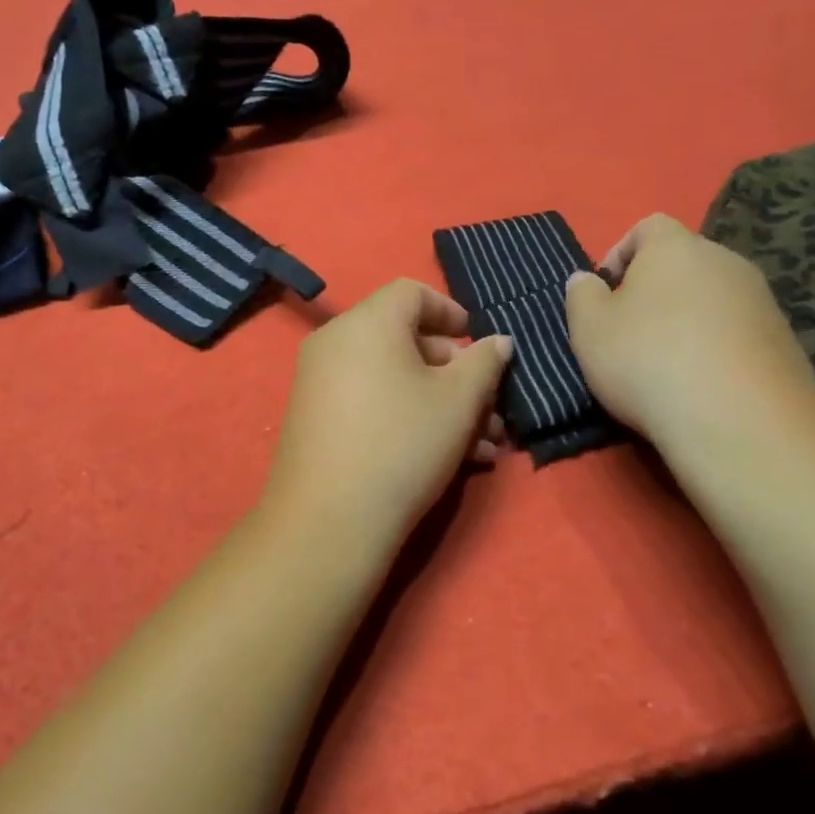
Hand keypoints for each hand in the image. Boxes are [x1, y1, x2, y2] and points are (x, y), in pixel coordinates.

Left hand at [263, 280, 512, 550]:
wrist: (329, 520)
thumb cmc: (403, 443)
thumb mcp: (459, 401)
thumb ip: (485, 363)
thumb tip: (498, 341)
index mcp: (367, 322)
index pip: (412, 292)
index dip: (452, 312)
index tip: (479, 343)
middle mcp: (336, 343)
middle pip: (405, 339)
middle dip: (456, 372)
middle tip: (490, 406)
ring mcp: (320, 382)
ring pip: (393, 378)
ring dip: (440, 403)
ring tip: (483, 444)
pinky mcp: (315, 419)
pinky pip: (370, 402)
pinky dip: (407, 416)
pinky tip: (450, 458)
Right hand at [565, 214, 814, 445]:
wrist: (739, 420)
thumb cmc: (647, 360)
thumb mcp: (588, 329)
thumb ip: (581, 295)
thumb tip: (586, 280)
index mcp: (675, 247)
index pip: (647, 227)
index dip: (620, 254)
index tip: (605, 293)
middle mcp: (724, 260)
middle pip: (683, 262)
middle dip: (656, 290)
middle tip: (631, 331)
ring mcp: (761, 299)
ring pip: (713, 298)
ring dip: (688, 320)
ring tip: (667, 364)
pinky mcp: (784, 339)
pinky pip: (738, 332)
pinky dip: (718, 348)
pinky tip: (703, 384)